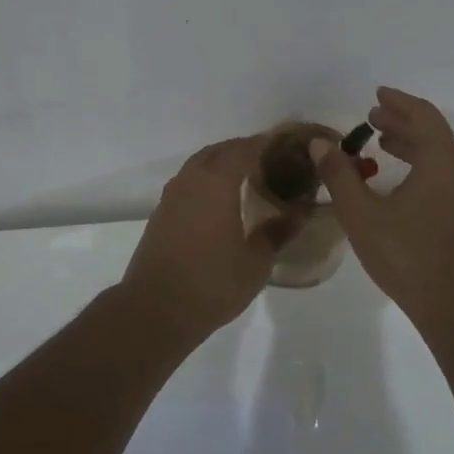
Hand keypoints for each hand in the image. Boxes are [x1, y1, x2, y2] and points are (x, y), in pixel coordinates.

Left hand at [122, 136, 300, 336]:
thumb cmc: (212, 284)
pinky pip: (187, 182)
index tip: (283, 146)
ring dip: (220, 162)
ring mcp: (172, 196)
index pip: (244, 149)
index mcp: (217, 183)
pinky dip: (204, 180)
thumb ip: (277, 233)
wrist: (156, 309)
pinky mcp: (160, 213)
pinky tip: (217, 200)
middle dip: (242, 150)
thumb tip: (298, 214)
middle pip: (218, 151)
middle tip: (267, 160)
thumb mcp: (256, 263)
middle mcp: (192, 180)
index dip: (264, 144)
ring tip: (243, 176)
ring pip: (198, 164)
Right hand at [317, 87, 453, 327]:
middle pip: (433, 132)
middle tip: (372, 117)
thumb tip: (319, 144)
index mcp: (442, 162)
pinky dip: (421, 162)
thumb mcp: (362, 214)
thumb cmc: (407, 256)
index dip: (398, 101)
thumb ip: (339, 175)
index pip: (423, 116)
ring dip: (411, 142)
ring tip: (382, 142)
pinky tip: (399, 177)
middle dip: (402, 120)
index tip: (376, 94)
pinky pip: (444, 172)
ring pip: (440, 153)